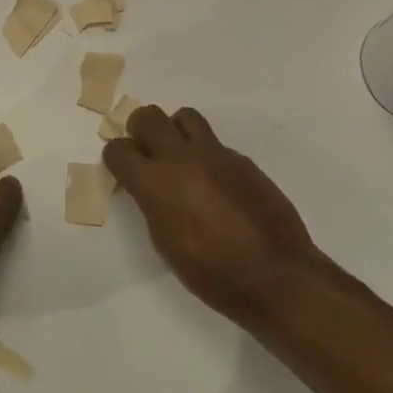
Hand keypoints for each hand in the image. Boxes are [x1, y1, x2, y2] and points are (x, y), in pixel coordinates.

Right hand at [104, 106, 341, 331]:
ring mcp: (216, 155)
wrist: (275, 275)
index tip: (124, 170)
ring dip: (175, 130)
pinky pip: (215, 144)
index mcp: (155, 184)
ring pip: (185, 116)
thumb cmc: (211, 273)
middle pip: (148, 116)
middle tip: (147, 152)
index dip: (117, 158)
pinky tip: (217, 186)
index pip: (118, 149)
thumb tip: (150, 188)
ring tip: (181, 157)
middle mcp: (182, 159)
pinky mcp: (242, 160)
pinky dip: (207, 155)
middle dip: (140, 130)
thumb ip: (152, 204)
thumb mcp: (165, 242)